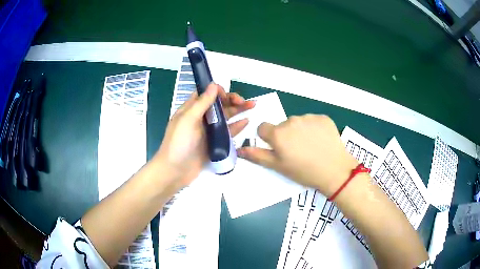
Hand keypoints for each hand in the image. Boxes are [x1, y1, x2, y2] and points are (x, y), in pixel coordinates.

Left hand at [154, 84, 254, 190]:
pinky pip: (227, 132)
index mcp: (191, 109)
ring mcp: (208, 131)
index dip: (218, 92)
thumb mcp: (188, 120)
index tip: (228, 96)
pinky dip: (237, 126)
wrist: (175, 171)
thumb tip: (213, 84)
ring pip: (225, 117)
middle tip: (246, 102)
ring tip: (252, 106)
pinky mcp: (214, 143)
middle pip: (219, 105)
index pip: (206, 94)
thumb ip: (202, 102)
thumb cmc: (179, 143)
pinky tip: (246, 121)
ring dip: (238, 110)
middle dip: (232, 100)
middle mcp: (200, 118)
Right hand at [237, 114, 357, 196]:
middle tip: (297, 151)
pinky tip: (321, 141)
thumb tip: (239, 149)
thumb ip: (257, 155)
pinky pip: (313, 121)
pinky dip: (314, 128)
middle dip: (285, 136)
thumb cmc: (303, 172)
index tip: (278, 149)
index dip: (268, 139)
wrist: (335, 170)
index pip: (263, 128)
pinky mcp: (323, 117)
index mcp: (278, 133)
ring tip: (310, 147)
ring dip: (300, 131)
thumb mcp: (278, 167)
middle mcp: (291, 120)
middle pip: (281, 125)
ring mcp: (309, 117)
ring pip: (298, 122)